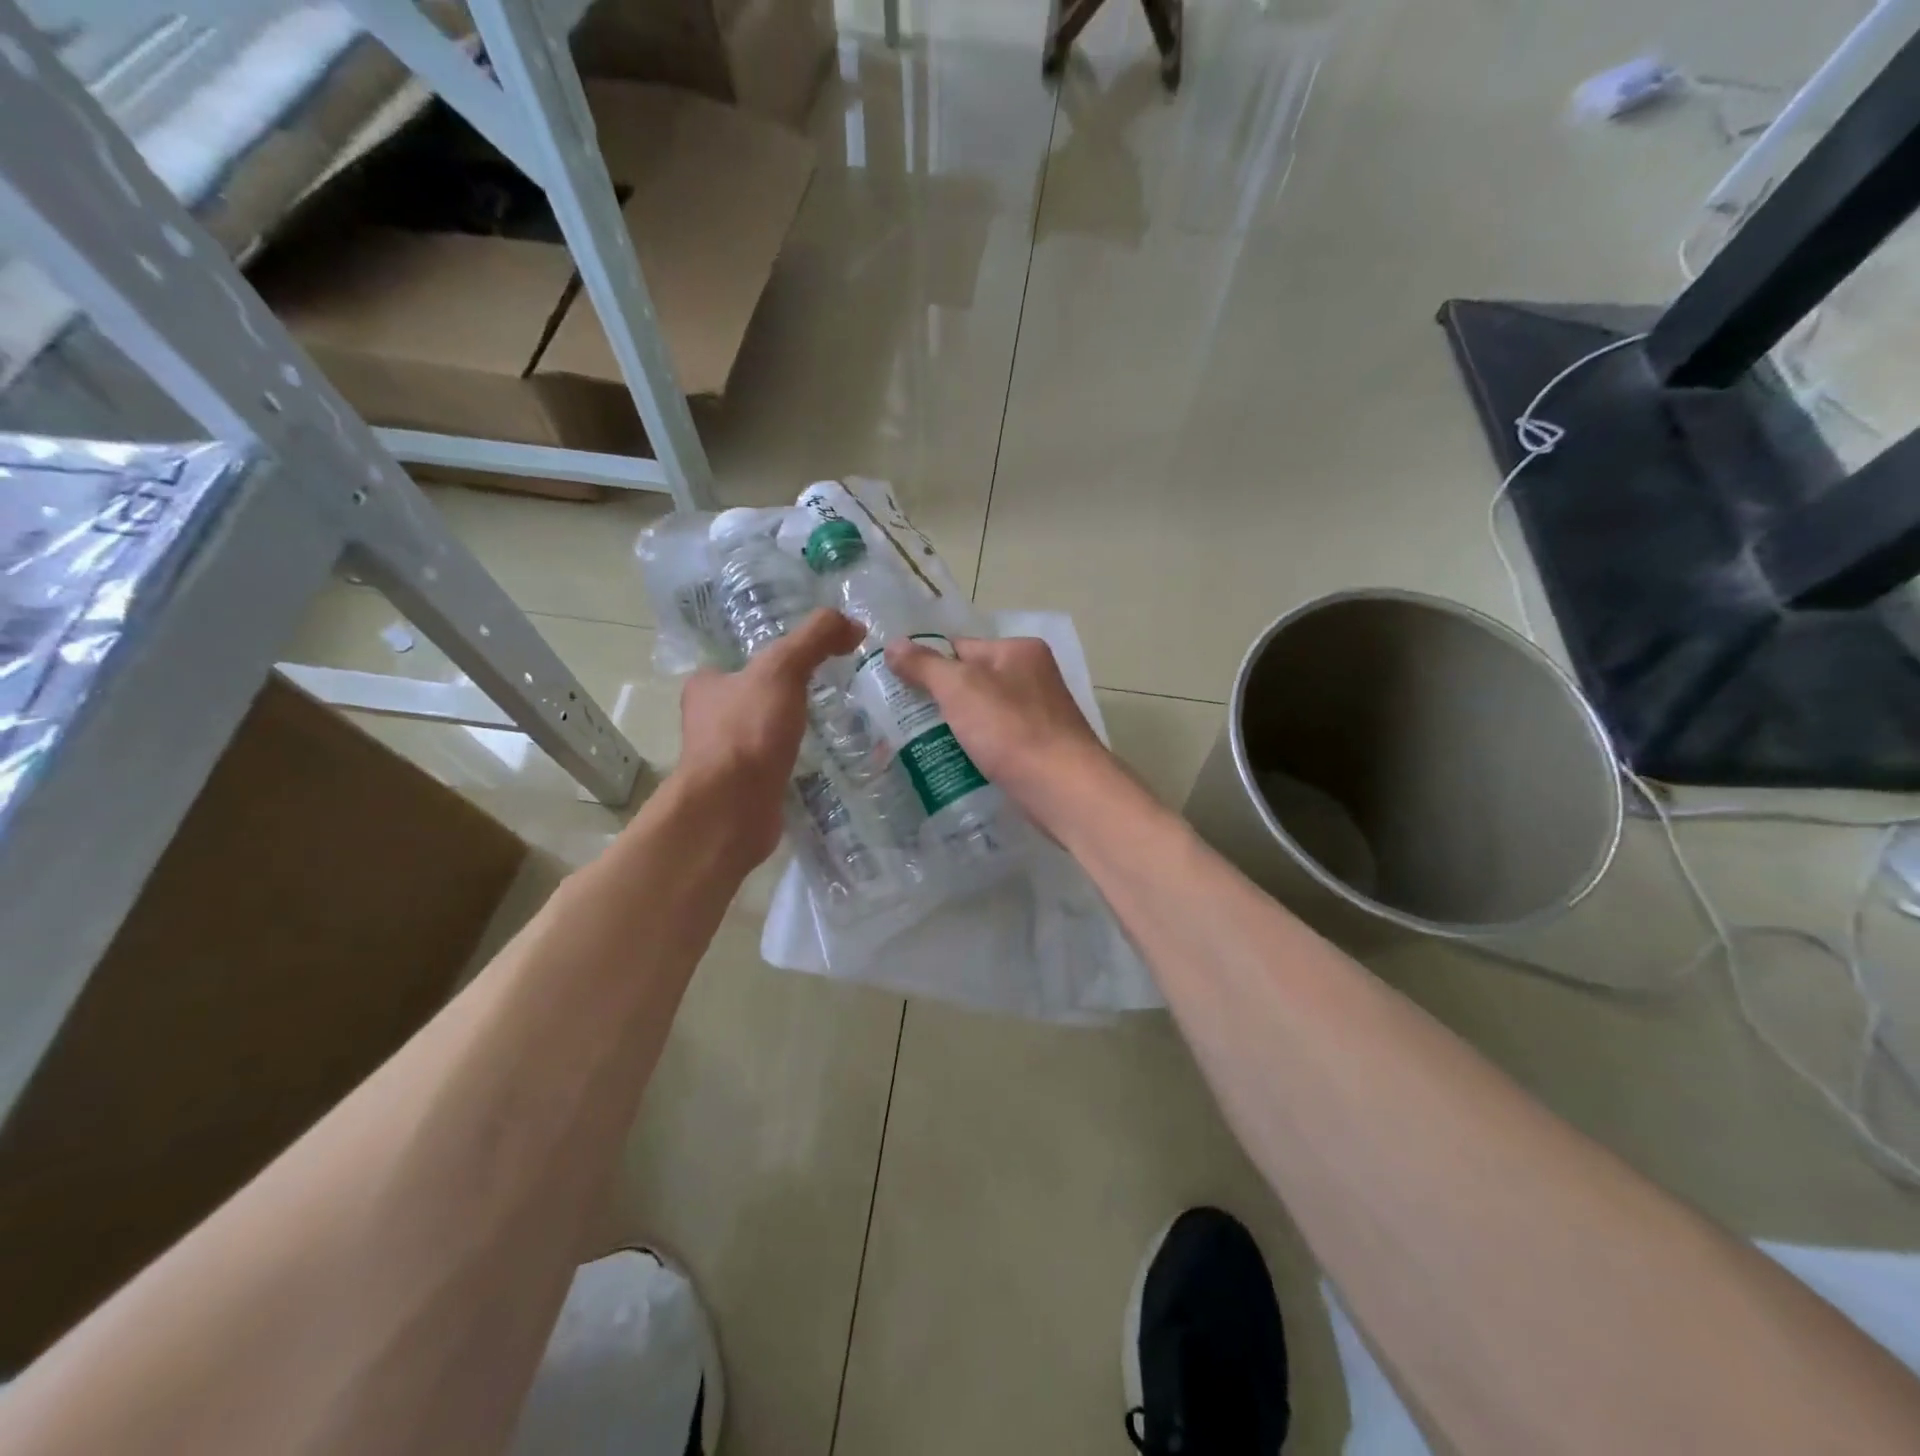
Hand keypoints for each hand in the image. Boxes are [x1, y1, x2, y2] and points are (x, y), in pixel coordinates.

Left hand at [675, 609, 862, 866]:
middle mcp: (709, 720)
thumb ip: (815, 638)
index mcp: (707, 685)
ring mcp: (726, 758)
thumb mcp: (783, 669)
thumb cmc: (748, 731)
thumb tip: (852, 623)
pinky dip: (797, 761)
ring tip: (835, 724)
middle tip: (831, 690)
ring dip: (793, 729)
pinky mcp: (745, 789)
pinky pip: (776, 765)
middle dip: (787, 695)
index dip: (775, 657)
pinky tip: (824, 760)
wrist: (730, 810)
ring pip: (765, 734)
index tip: (813, 660)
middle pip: (755, 697)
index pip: (741, 661)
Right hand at [883, 635, 1116, 829]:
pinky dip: (972, 750)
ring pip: (980, 715)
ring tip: (913, 746)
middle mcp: (1032, 676)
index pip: (960, 647)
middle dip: (936, 701)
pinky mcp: (1037, 749)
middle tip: (897, 721)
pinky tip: (948, 764)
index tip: (893, 686)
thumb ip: (925, 665)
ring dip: (951, 729)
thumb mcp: (960, 688)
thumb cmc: (1010, 729)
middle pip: (970, 682)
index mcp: (1018, 650)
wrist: (1062, 788)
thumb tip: (893, 644)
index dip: (926, 664)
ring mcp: (1037, 715)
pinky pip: (994, 742)